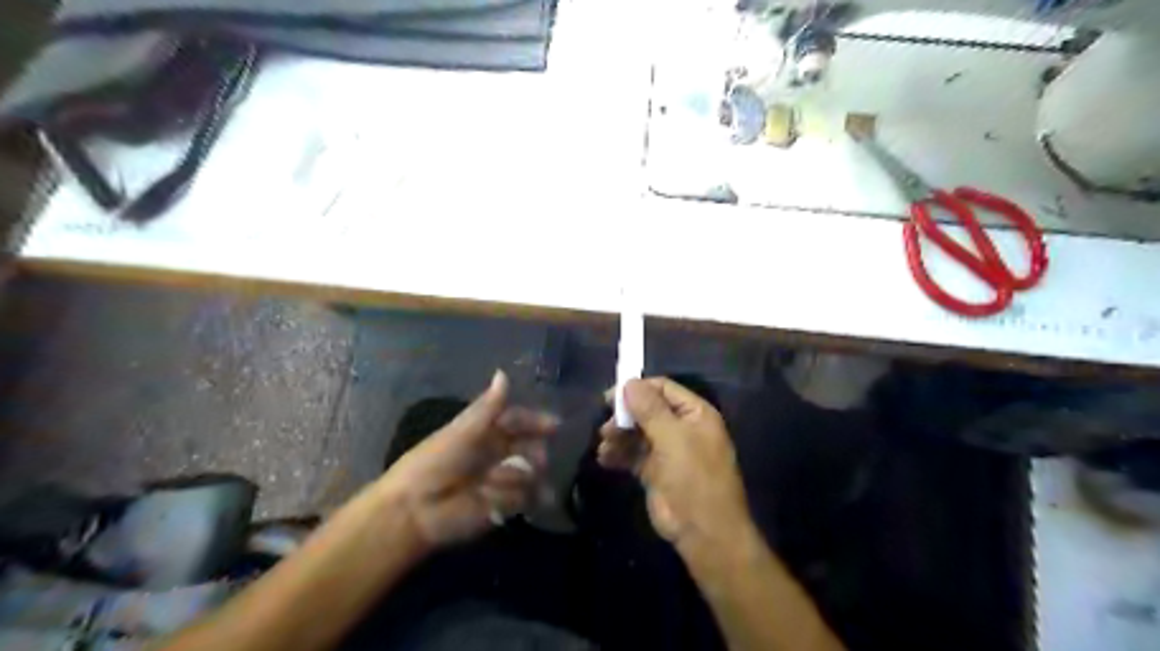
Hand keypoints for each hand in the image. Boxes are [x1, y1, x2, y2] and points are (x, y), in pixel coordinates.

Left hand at [381, 375, 556, 551]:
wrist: (416, 509)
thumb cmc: (435, 463)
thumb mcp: (462, 431)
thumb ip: (488, 407)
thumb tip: (504, 372)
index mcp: (486, 433)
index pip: (519, 421)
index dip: (536, 422)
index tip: (555, 426)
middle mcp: (497, 454)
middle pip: (530, 448)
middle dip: (535, 453)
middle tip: (536, 460)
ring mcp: (502, 481)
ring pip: (531, 474)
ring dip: (518, 477)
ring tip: (495, 485)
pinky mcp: (503, 508)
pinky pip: (525, 499)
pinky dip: (515, 499)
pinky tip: (497, 502)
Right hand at [597, 377, 752, 553]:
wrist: (703, 532)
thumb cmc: (694, 478)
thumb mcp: (673, 438)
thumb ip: (650, 409)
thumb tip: (629, 382)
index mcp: (694, 414)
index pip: (663, 388)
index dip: (637, 389)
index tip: (610, 397)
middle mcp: (681, 427)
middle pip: (646, 410)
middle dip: (624, 416)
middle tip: (605, 427)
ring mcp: (667, 450)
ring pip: (637, 432)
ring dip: (618, 436)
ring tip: (604, 446)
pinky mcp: (654, 471)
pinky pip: (632, 454)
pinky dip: (618, 454)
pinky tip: (604, 459)